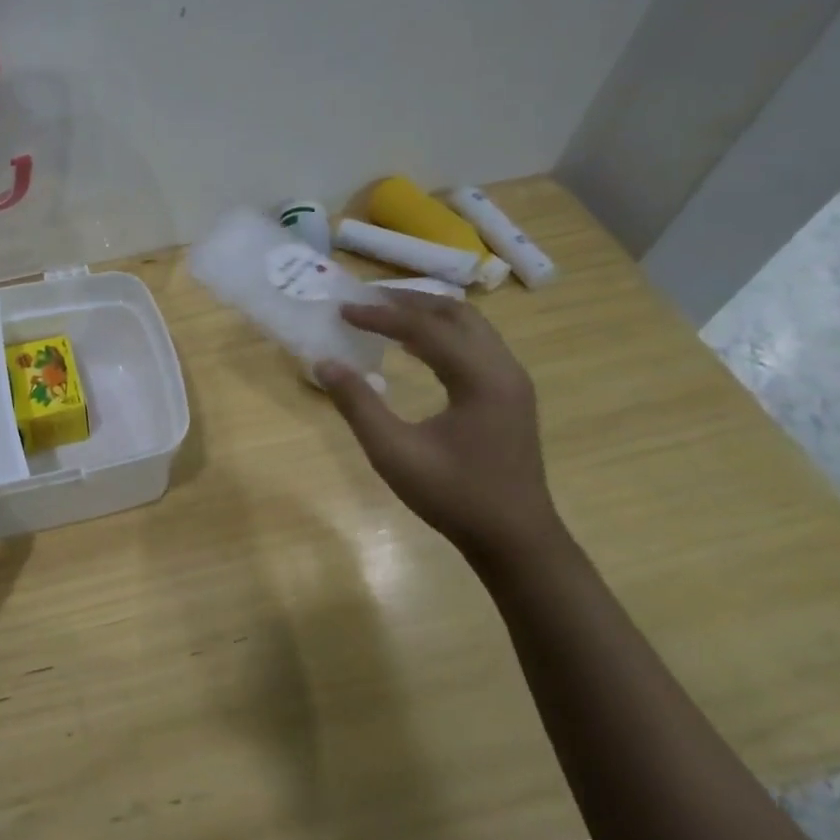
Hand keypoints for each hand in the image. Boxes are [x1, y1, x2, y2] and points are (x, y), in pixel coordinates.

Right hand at [314, 294, 564, 560]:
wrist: (515, 539)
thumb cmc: (453, 496)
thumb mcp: (394, 453)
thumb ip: (358, 404)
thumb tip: (324, 363)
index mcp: (481, 379)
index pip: (425, 329)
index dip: (380, 316)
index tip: (343, 310)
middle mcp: (504, 368)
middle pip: (455, 314)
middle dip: (408, 301)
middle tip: (364, 300)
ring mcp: (512, 381)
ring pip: (470, 326)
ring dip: (427, 313)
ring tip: (385, 313)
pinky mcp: (509, 394)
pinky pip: (475, 344)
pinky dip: (442, 333)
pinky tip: (414, 346)